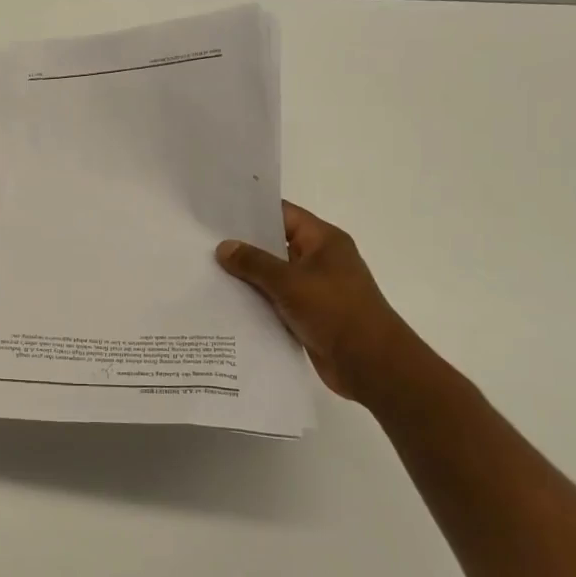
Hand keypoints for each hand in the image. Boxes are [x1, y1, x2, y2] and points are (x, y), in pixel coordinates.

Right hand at [215, 201, 440, 405]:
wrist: (371, 364)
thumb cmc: (335, 311)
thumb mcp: (290, 282)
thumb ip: (254, 263)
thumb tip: (224, 247)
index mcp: (324, 241)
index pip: (283, 214)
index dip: (252, 212)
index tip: (218, 213)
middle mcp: (320, 260)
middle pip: (276, 244)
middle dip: (244, 246)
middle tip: (204, 242)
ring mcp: (315, 289)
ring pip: (274, 275)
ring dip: (248, 276)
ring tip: (207, 271)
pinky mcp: (309, 315)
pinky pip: (277, 300)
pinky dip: (257, 301)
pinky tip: (226, 302)